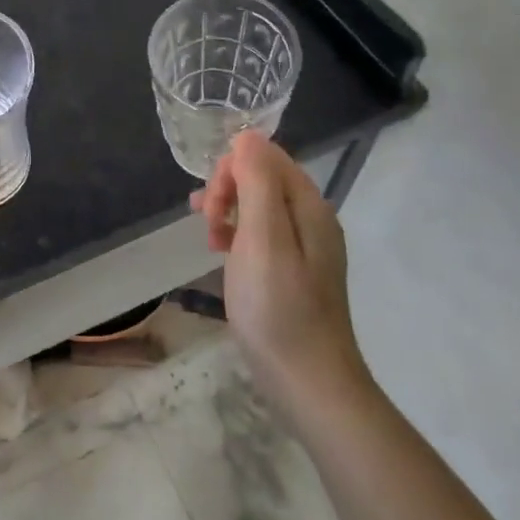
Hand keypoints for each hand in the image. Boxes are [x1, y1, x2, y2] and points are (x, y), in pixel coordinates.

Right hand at [192, 131, 368, 409]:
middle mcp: (312, 220)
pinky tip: (221, 255)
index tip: (211, 202)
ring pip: (259, 206)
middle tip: (206, 222)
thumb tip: (248, 135)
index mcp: (310, 207)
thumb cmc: (278, 308)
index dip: (233, 167)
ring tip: (207, 237)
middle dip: (228, 189)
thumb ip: (257, 183)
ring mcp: (305, 248)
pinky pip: (261, 234)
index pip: (268, 156)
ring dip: (228, 211)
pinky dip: (236, 235)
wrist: (308, 384)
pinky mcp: (293, 273)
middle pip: (263, 178)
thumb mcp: (262, 238)